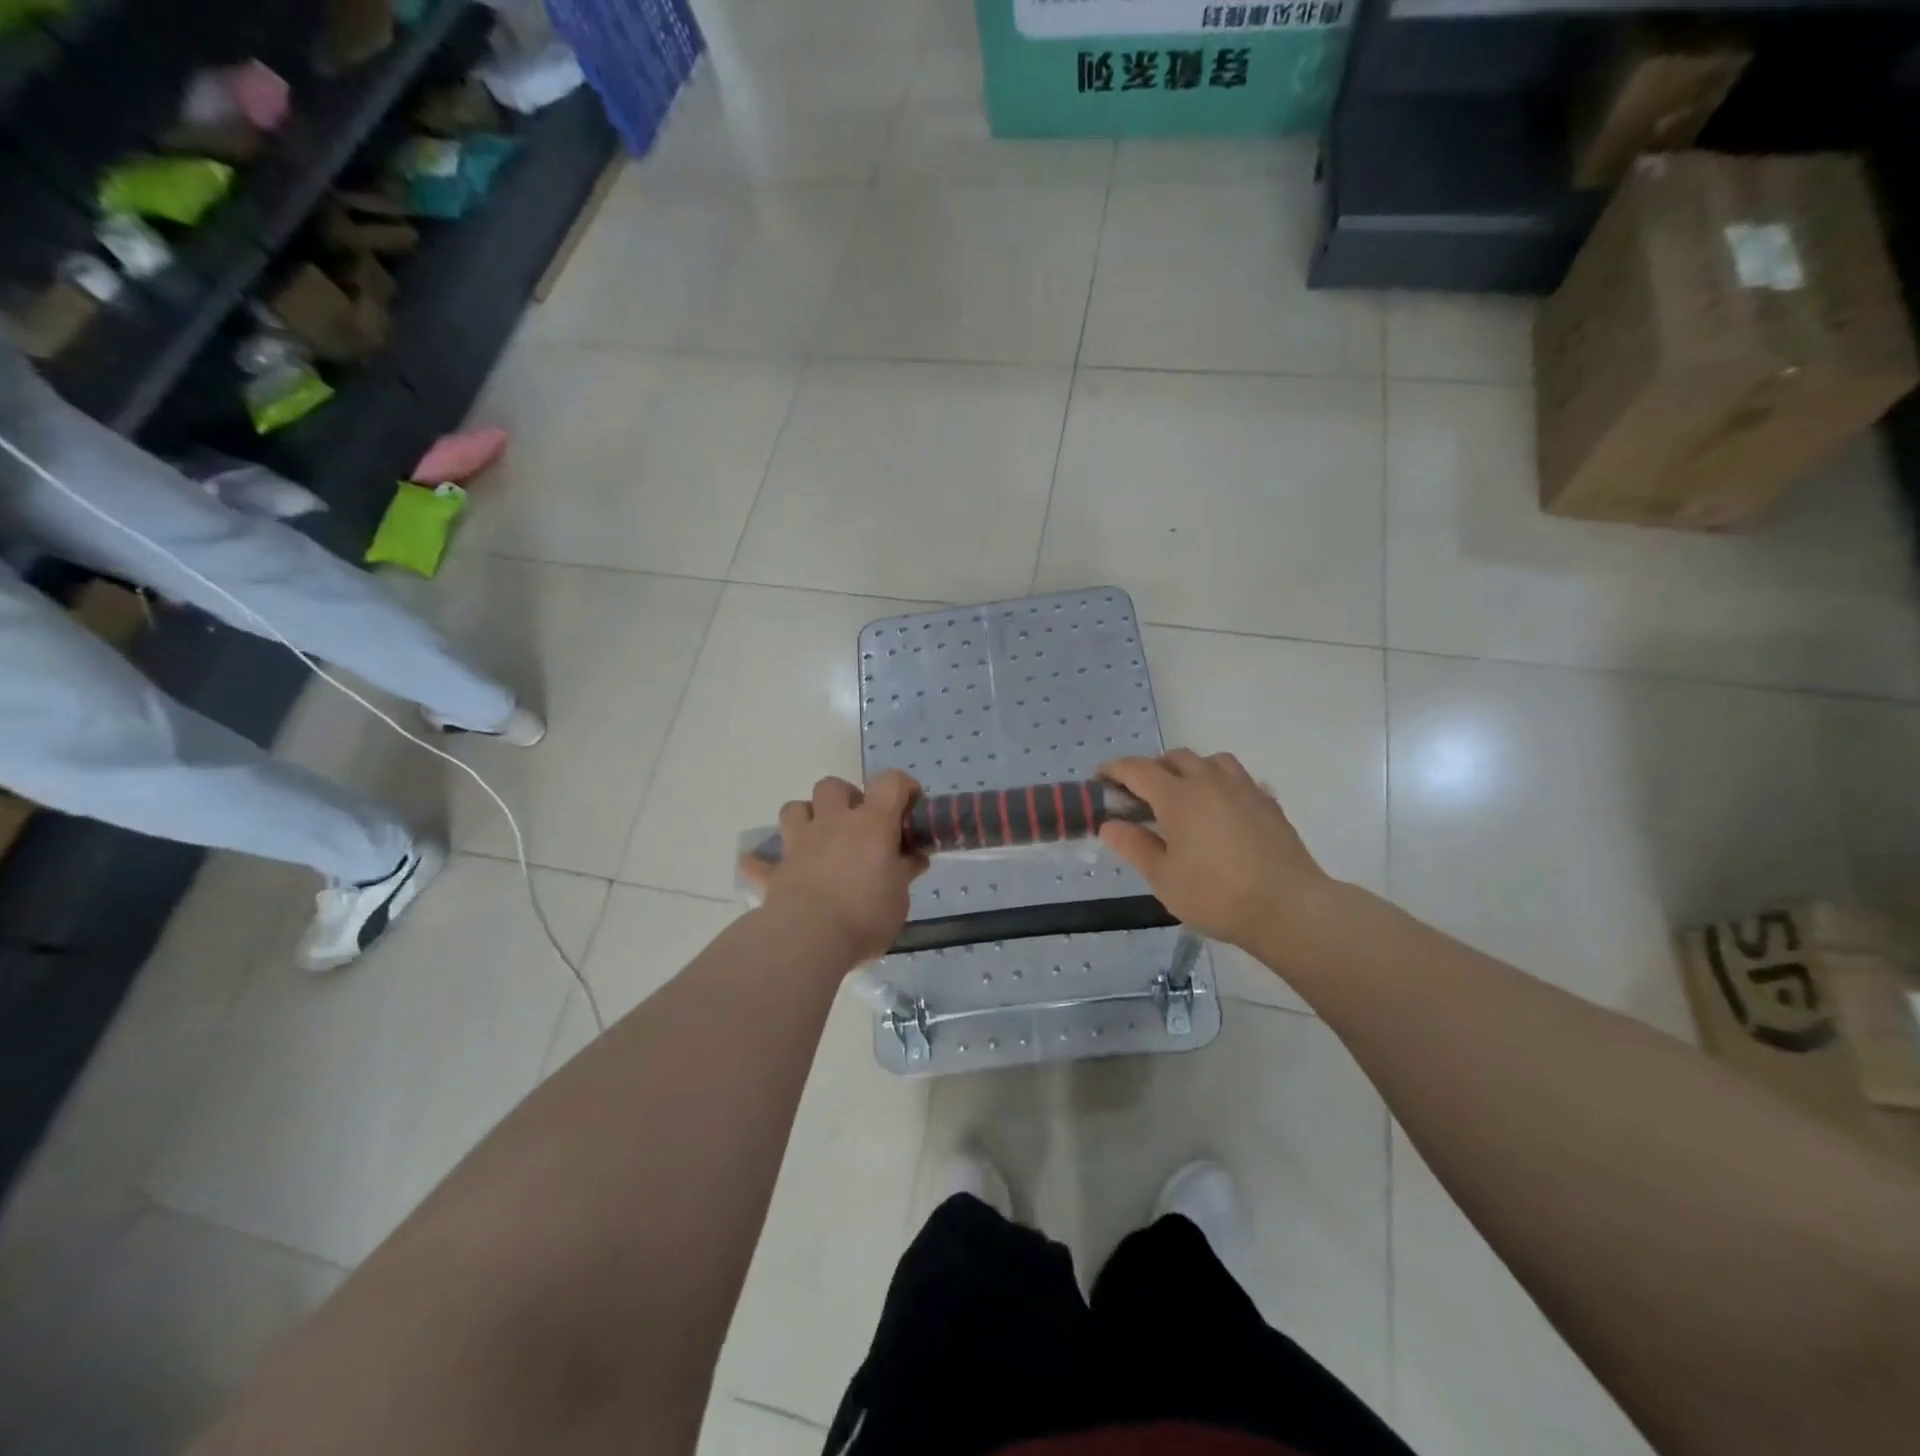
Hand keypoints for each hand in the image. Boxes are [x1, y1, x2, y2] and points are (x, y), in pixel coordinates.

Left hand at [739, 771, 928, 965]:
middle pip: (833, 786)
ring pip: (793, 808)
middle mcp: (833, 823)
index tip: (910, 805)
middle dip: (845, 796)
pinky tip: (770, 871)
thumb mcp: (900, 897)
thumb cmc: (866, 914)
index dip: (902, 786)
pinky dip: (761, 863)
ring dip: (806, 817)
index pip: (890, 783)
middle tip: (858, 823)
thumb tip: (915, 858)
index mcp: (871, 823)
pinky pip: (758, 862)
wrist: (810, 938)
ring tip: (818, 838)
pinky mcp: (775, 871)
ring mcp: (798, 844)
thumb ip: (905, 872)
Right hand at [1097, 749, 1329, 949]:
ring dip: (1190, 769)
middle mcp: (1210, 781)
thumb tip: (1110, 824)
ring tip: (1184, 796)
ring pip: (1211, 761)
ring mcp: (1244, 789)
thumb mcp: (1164, 878)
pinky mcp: (1269, 803)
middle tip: (1140, 797)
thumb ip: (1134, 846)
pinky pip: (1239, 778)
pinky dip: (1221, 784)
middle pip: (1175, 758)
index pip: (1137, 769)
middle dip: (1152, 769)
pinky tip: (1221, 809)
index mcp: (1179, 796)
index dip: (1114, 770)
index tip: (1100, 780)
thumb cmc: (1217, 896)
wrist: (1290, 908)